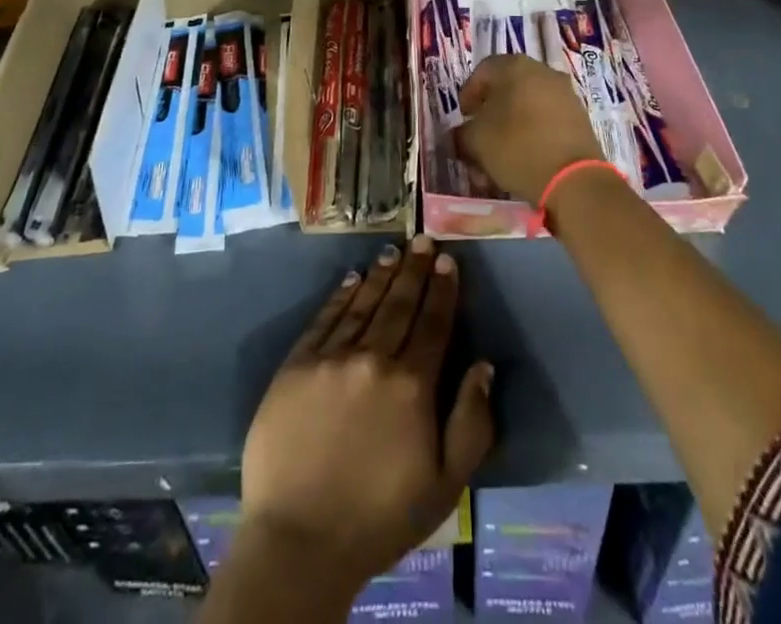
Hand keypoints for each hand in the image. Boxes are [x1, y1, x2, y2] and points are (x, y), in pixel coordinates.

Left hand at [239, 235, 493, 587]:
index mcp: (412, 385)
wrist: (298, 542)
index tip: (448, 261)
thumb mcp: (444, 486)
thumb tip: (484, 366)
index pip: (433, 324)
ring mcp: (331, 357)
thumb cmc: (379, 518)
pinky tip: (352, 279)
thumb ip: (471, 423)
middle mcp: (373, 358)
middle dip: (415, 270)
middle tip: (423, 239)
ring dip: (382, 275)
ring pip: (363, 303)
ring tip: (393, 251)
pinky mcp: (297, 364)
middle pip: (400, 304)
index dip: (443, 290)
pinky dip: (341, 295)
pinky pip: (325, 318)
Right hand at [458, 54, 603, 200]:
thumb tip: (460, 135)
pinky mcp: (580, 119)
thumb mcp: (475, 141)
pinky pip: (547, 121)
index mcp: (515, 66)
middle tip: (480, 139)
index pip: (483, 71)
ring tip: (500, 158)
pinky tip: (524, 161)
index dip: (469, 94)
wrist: (573, 179)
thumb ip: (460, 134)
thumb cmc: (516, 147)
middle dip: (490, 116)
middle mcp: (543, 72)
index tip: (464, 118)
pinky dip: (532, 136)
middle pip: (507, 90)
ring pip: (527, 108)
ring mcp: (565, 95)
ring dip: (510, 129)